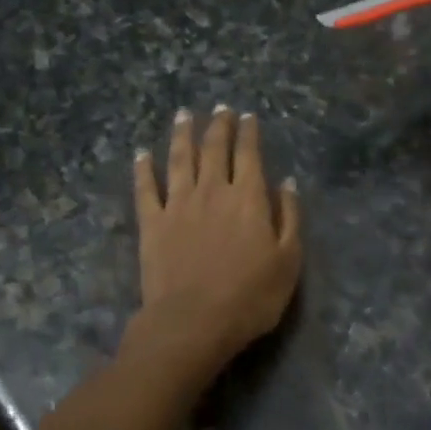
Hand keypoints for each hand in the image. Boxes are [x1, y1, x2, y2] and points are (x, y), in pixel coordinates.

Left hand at [130, 106, 302, 373]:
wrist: (193, 321)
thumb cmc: (250, 296)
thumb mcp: (288, 260)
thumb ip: (288, 217)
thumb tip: (286, 183)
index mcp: (247, 197)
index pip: (249, 154)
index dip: (248, 133)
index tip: (247, 116)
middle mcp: (212, 191)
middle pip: (214, 149)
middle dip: (218, 126)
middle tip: (219, 108)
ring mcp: (178, 205)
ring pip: (180, 159)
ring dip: (182, 135)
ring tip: (184, 115)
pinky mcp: (152, 223)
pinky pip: (146, 189)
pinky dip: (143, 169)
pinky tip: (142, 154)